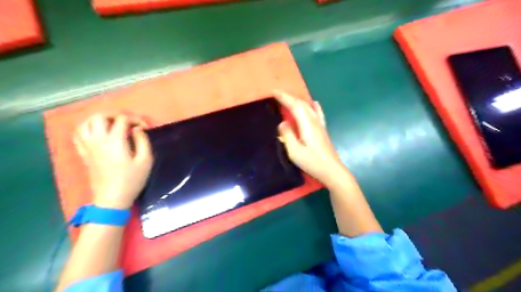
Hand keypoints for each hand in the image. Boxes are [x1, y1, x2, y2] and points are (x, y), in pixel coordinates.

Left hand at [74, 114, 152, 209]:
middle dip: (115, 115)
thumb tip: (138, 129)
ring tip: (112, 125)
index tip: (144, 128)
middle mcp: (98, 140)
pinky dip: (86, 128)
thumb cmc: (132, 179)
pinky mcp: (83, 153)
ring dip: (100, 120)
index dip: (136, 120)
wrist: (112, 198)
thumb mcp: (146, 160)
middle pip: (100, 116)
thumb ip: (143, 141)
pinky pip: (78, 134)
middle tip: (127, 123)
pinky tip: (96, 132)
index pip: (122, 119)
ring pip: (86, 123)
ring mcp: (88, 146)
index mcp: (115, 141)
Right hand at [274, 90, 346, 183]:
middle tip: (278, 95)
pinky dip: (313, 106)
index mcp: (307, 125)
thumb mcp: (295, 152)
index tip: (274, 92)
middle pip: (302, 104)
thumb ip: (287, 136)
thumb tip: (282, 123)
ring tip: (290, 99)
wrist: (332, 171)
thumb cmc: (313, 162)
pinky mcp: (323, 131)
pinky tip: (314, 104)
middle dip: (290, 97)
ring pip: (309, 108)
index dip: (285, 98)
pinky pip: (317, 113)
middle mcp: (315, 122)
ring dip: (299, 101)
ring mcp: (320, 125)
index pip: (295, 106)